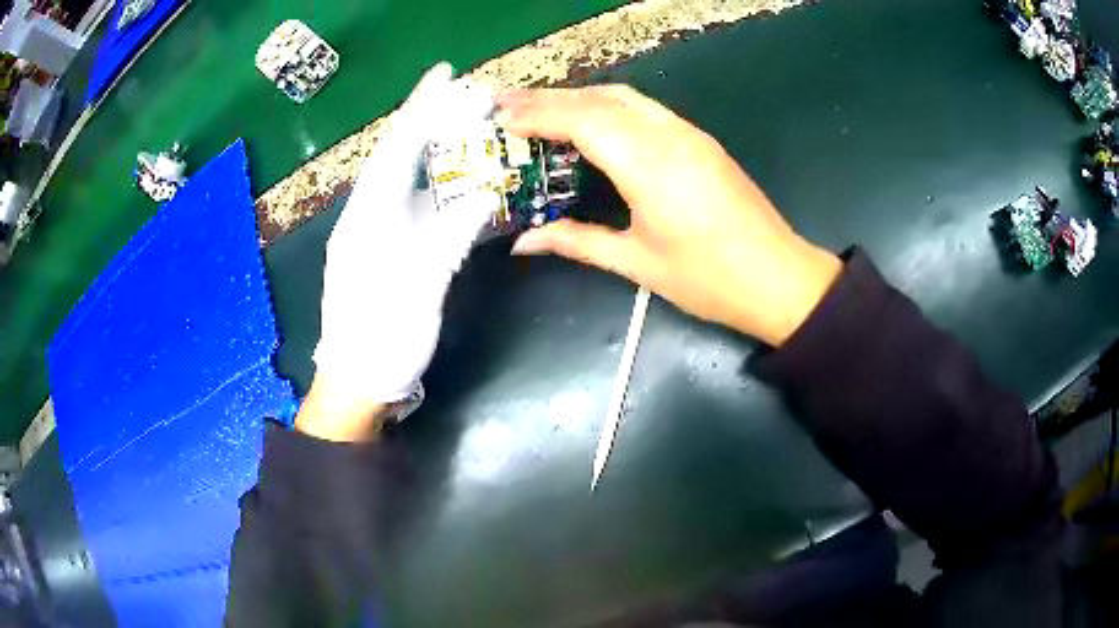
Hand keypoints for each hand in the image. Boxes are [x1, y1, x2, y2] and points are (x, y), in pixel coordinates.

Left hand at [306, 63, 496, 439]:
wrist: (357, 380)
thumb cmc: (382, 338)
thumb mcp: (418, 288)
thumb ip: (450, 236)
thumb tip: (484, 193)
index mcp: (367, 218)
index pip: (397, 148)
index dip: (422, 107)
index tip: (446, 73)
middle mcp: (368, 215)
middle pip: (400, 154)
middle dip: (430, 118)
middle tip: (465, 90)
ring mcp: (377, 231)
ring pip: (407, 177)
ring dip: (434, 146)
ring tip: (464, 118)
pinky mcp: (388, 248)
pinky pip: (415, 204)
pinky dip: (437, 182)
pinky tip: (456, 169)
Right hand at [496, 86, 841, 345]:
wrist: (779, 278)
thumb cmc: (708, 278)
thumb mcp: (636, 262)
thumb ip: (576, 242)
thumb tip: (523, 242)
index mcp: (648, 166)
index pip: (582, 121)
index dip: (538, 115)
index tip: (501, 118)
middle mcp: (668, 136)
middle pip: (599, 100)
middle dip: (549, 98)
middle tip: (506, 104)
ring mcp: (688, 134)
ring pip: (624, 98)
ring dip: (578, 97)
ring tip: (540, 108)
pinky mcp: (700, 140)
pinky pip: (644, 109)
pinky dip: (607, 106)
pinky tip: (590, 120)